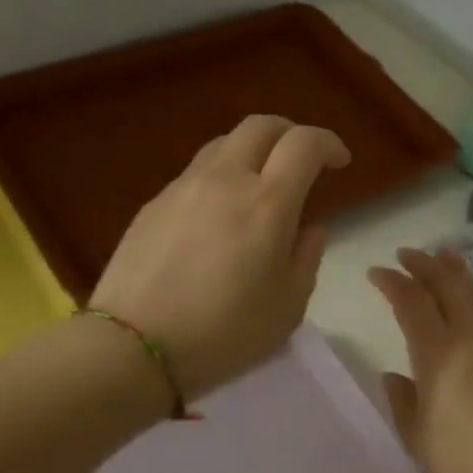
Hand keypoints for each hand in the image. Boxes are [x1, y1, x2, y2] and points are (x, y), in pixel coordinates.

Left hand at [91, 115, 350, 398]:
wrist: (133, 346)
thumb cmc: (223, 333)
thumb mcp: (288, 307)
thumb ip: (306, 258)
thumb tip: (307, 229)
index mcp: (267, 203)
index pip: (304, 143)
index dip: (328, 143)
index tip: (339, 162)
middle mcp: (225, 180)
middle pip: (261, 125)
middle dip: (289, 133)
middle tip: (301, 161)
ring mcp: (183, 187)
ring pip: (224, 143)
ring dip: (252, 151)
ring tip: (258, 184)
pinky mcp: (154, 203)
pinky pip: (196, 172)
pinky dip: (220, 177)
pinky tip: (217, 214)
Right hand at [367, 250, 472, 472]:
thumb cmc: (471, 462)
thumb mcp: (420, 439)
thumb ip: (402, 402)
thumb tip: (393, 376)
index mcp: (439, 352)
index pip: (411, 301)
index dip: (391, 282)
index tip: (376, 272)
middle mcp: (471, 334)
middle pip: (446, 283)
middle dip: (423, 264)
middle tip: (406, 254)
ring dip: (454, 270)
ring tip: (442, 259)